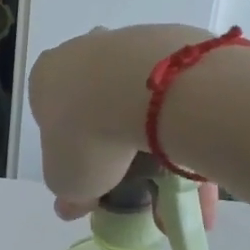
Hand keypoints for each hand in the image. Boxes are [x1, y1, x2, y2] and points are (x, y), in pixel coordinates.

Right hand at [27, 24, 219, 224]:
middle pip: (100, 107)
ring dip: (159, 147)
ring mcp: (131, 45)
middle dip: (119, 150)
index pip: (56, 117)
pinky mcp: (175, 45)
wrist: (151, 92)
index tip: (96, 180)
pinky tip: (201, 169)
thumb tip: (71, 205)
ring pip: (143, 105)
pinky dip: (188, 132)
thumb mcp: (66, 180)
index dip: (74, 153)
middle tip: (139, 186)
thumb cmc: (89, 135)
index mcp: (48, 76)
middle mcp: (86, 51)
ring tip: (180, 191)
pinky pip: (179, 99)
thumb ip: (68, 192)